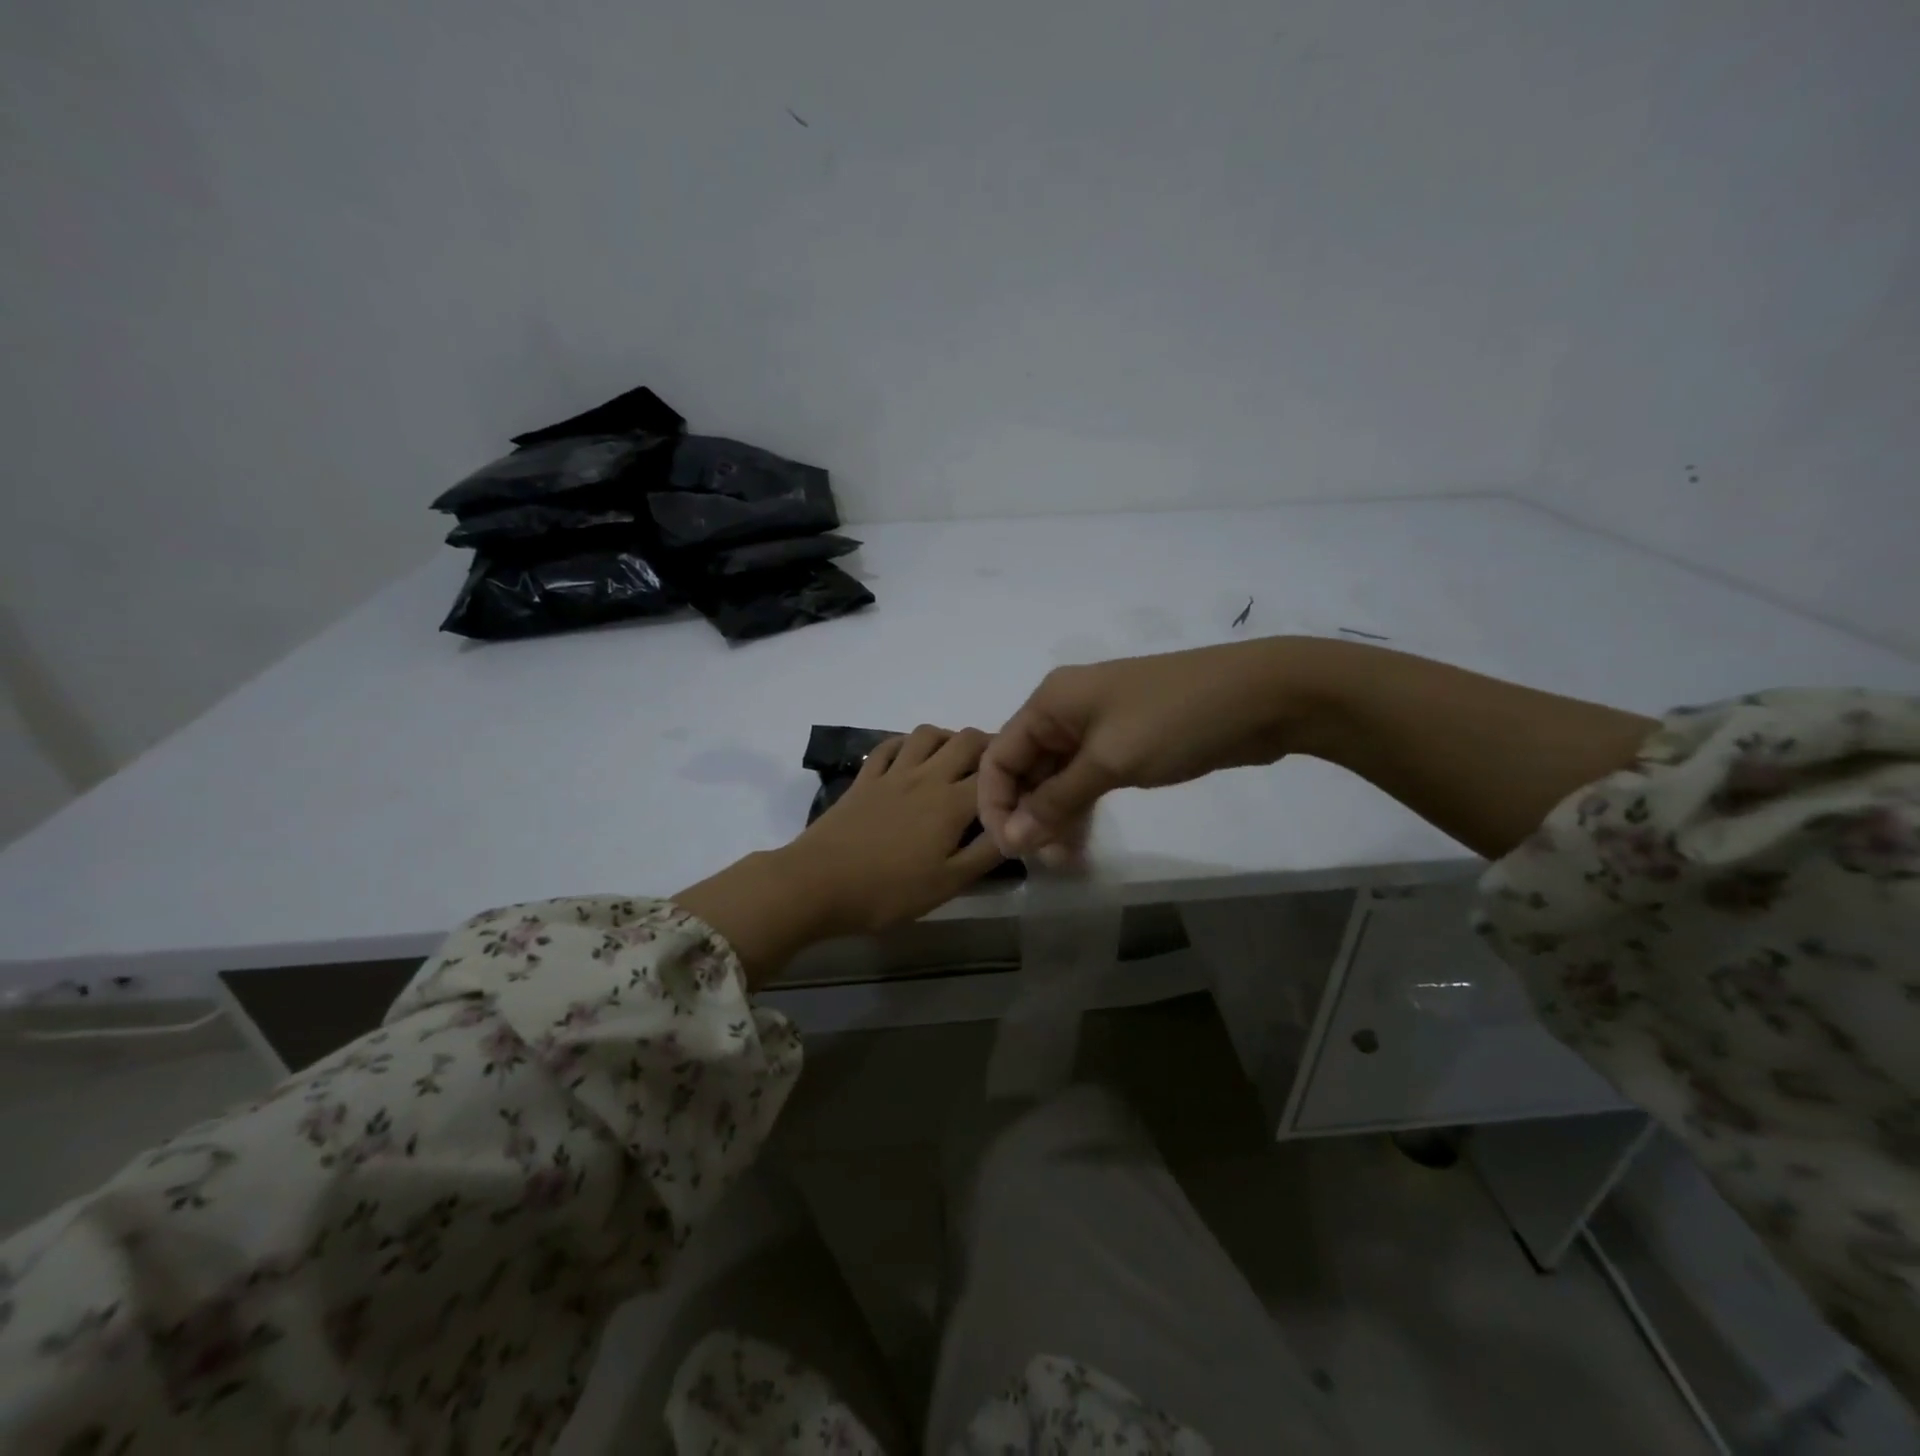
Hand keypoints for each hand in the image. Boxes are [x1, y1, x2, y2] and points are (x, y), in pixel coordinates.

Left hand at [675, 725, 1003, 987]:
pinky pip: (889, 745)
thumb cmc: (887, 891)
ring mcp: (892, 773)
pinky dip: (907, 743)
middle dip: (989, 746)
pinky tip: (911, 757)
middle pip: (966, 740)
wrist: (816, 883)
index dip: (1018, 773)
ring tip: (955, 760)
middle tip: (995, 770)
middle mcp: (927, 776)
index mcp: (952, 803)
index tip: (1029, 782)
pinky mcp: (864, 778)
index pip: (997, 773)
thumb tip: (1017, 829)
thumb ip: (985, 854)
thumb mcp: (947, 884)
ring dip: (948, 738)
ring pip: (927, 734)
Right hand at [979, 640, 1321, 860]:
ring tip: (1066, 860)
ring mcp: (1097, 729)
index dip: (996, 804)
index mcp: (1050, 703)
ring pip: (1056, 779)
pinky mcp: (1125, 746)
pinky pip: (1086, 780)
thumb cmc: (1174, 720)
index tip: (1011, 851)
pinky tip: (1081, 842)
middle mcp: (1065, 713)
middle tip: (1048, 862)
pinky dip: (1080, 808)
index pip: (999, 757)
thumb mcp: (1109, 760)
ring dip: (1054, 818)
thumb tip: (1013, 840)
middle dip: (1028, 816)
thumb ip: (1056, 801)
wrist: (1263, 697)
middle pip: (1025, 769)